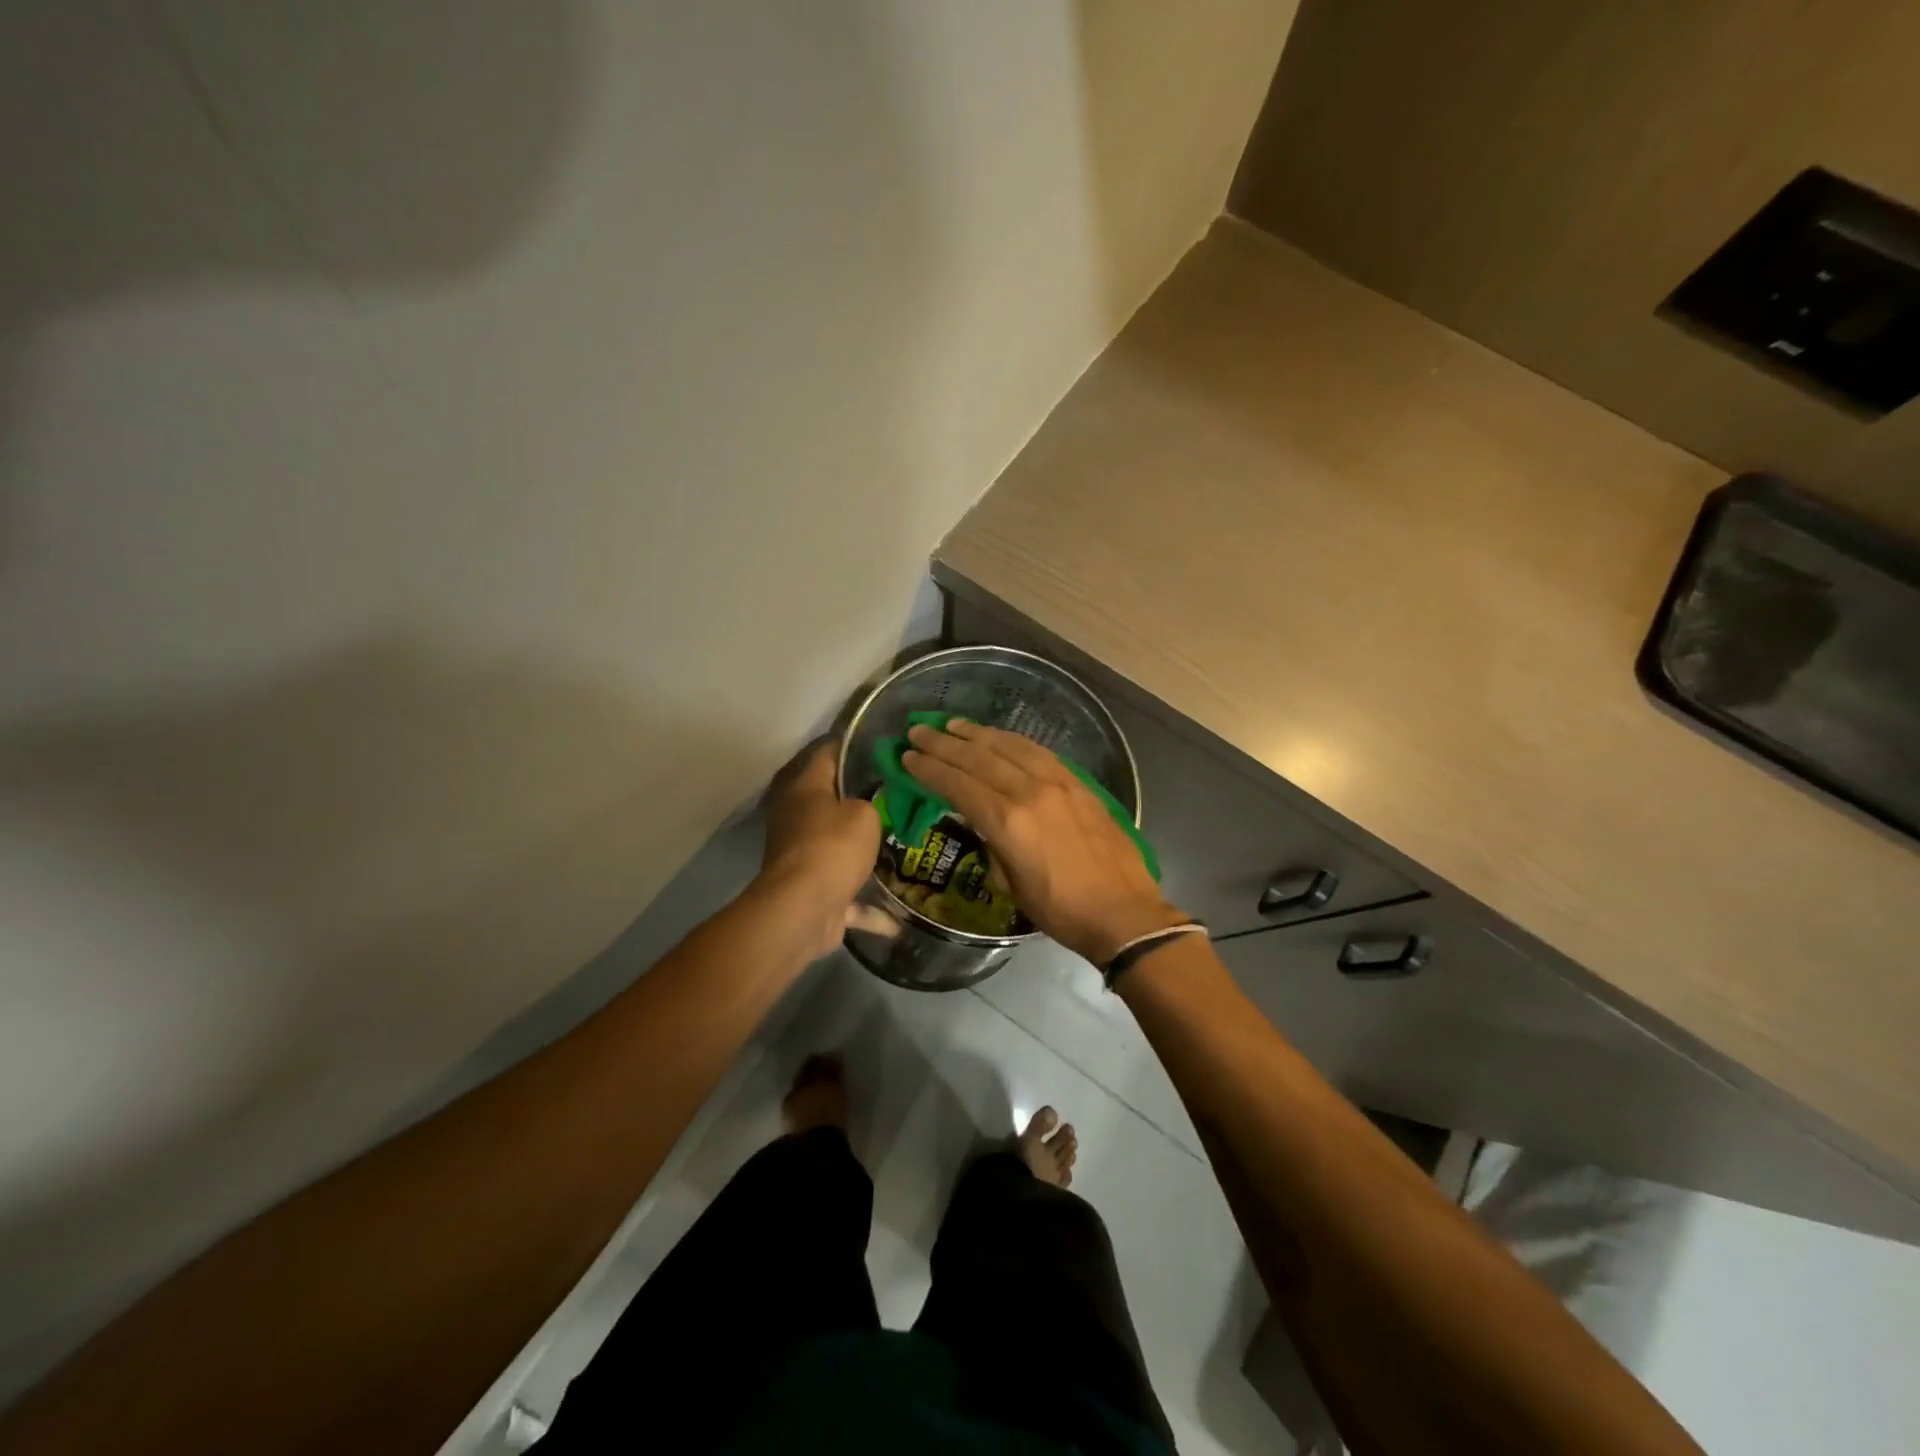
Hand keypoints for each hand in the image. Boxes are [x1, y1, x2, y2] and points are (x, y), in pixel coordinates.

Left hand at [760, 739, 882, 958]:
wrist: (802, 910)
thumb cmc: (832, 847)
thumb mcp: (864, 814)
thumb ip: (870, 803)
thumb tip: (866, 809)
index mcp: (805, 790)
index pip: (827, 754)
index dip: (851, 745)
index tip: (880, 743)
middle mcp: (797, 819)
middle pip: (832, 802)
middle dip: (863, 801)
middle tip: (901, 794)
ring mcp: (802, 857)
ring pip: (838, 849)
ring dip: (863, 855)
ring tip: (901, 848)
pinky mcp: (812, 894)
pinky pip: (846, 898)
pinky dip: (868, 910)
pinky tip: (898, 922)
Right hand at [902, 719, 1186, 964]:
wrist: (1124, 912)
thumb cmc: (1061, 910)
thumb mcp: (1012, 886)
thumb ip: (993, 846)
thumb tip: (986, 825)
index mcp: (1008, 822)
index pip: (958, 784)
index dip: (929, 769)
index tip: (908, 757)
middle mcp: (1030, 791)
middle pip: (979, 758)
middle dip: (944, 743)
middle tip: (919, 730)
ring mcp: (1058, 782)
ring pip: (1009, 746)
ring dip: (978, 733)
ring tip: (954, 725)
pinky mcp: (1078, 783)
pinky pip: (1038, 751)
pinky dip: (1013, 740)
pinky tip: (999, 737)